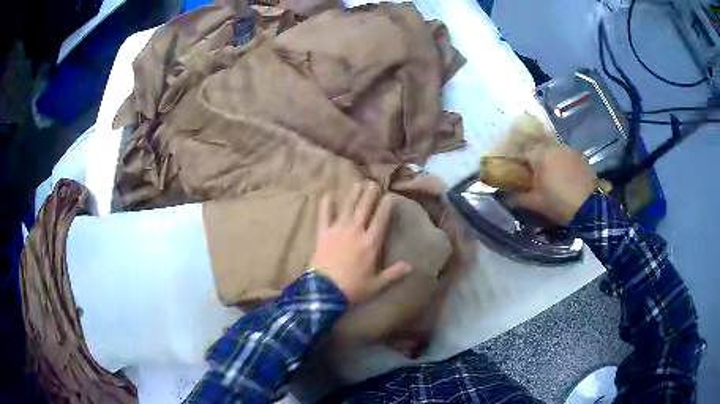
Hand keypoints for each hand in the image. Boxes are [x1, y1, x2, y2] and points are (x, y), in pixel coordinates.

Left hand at [309, 182, 412, 303]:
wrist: (325, 290)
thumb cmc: (353, 288)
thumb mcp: (377, 284)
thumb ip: (394, 273)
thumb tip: (411, 267)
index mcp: (371, 243)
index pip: (381, 220)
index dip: (386, 207)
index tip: (389, 196)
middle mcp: (356, 231)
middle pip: (364, 208)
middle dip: (369, 195)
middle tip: (373, 183)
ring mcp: (338, 230)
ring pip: (347, 207)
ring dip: (352, 195)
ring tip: (356, 183)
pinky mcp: (323, 233)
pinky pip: (324, 215)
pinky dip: (325, 205)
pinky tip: (327, 195)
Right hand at [515, 144, 596, 224]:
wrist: (590, 208)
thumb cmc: (559, 203)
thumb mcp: (536, 203)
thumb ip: (518, 198)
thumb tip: (504, 196)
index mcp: (540, 155)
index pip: (523, 152)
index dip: (519, 163)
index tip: (518, 174)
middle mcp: (554, 147)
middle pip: (539, 149)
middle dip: (535, 160)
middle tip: (534, 176)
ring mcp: (569, 150)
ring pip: (553, 151)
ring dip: (549, 160)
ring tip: (551, 177)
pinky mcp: (580, 157)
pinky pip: (566, 156)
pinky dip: (562, 163)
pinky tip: (564, 177)